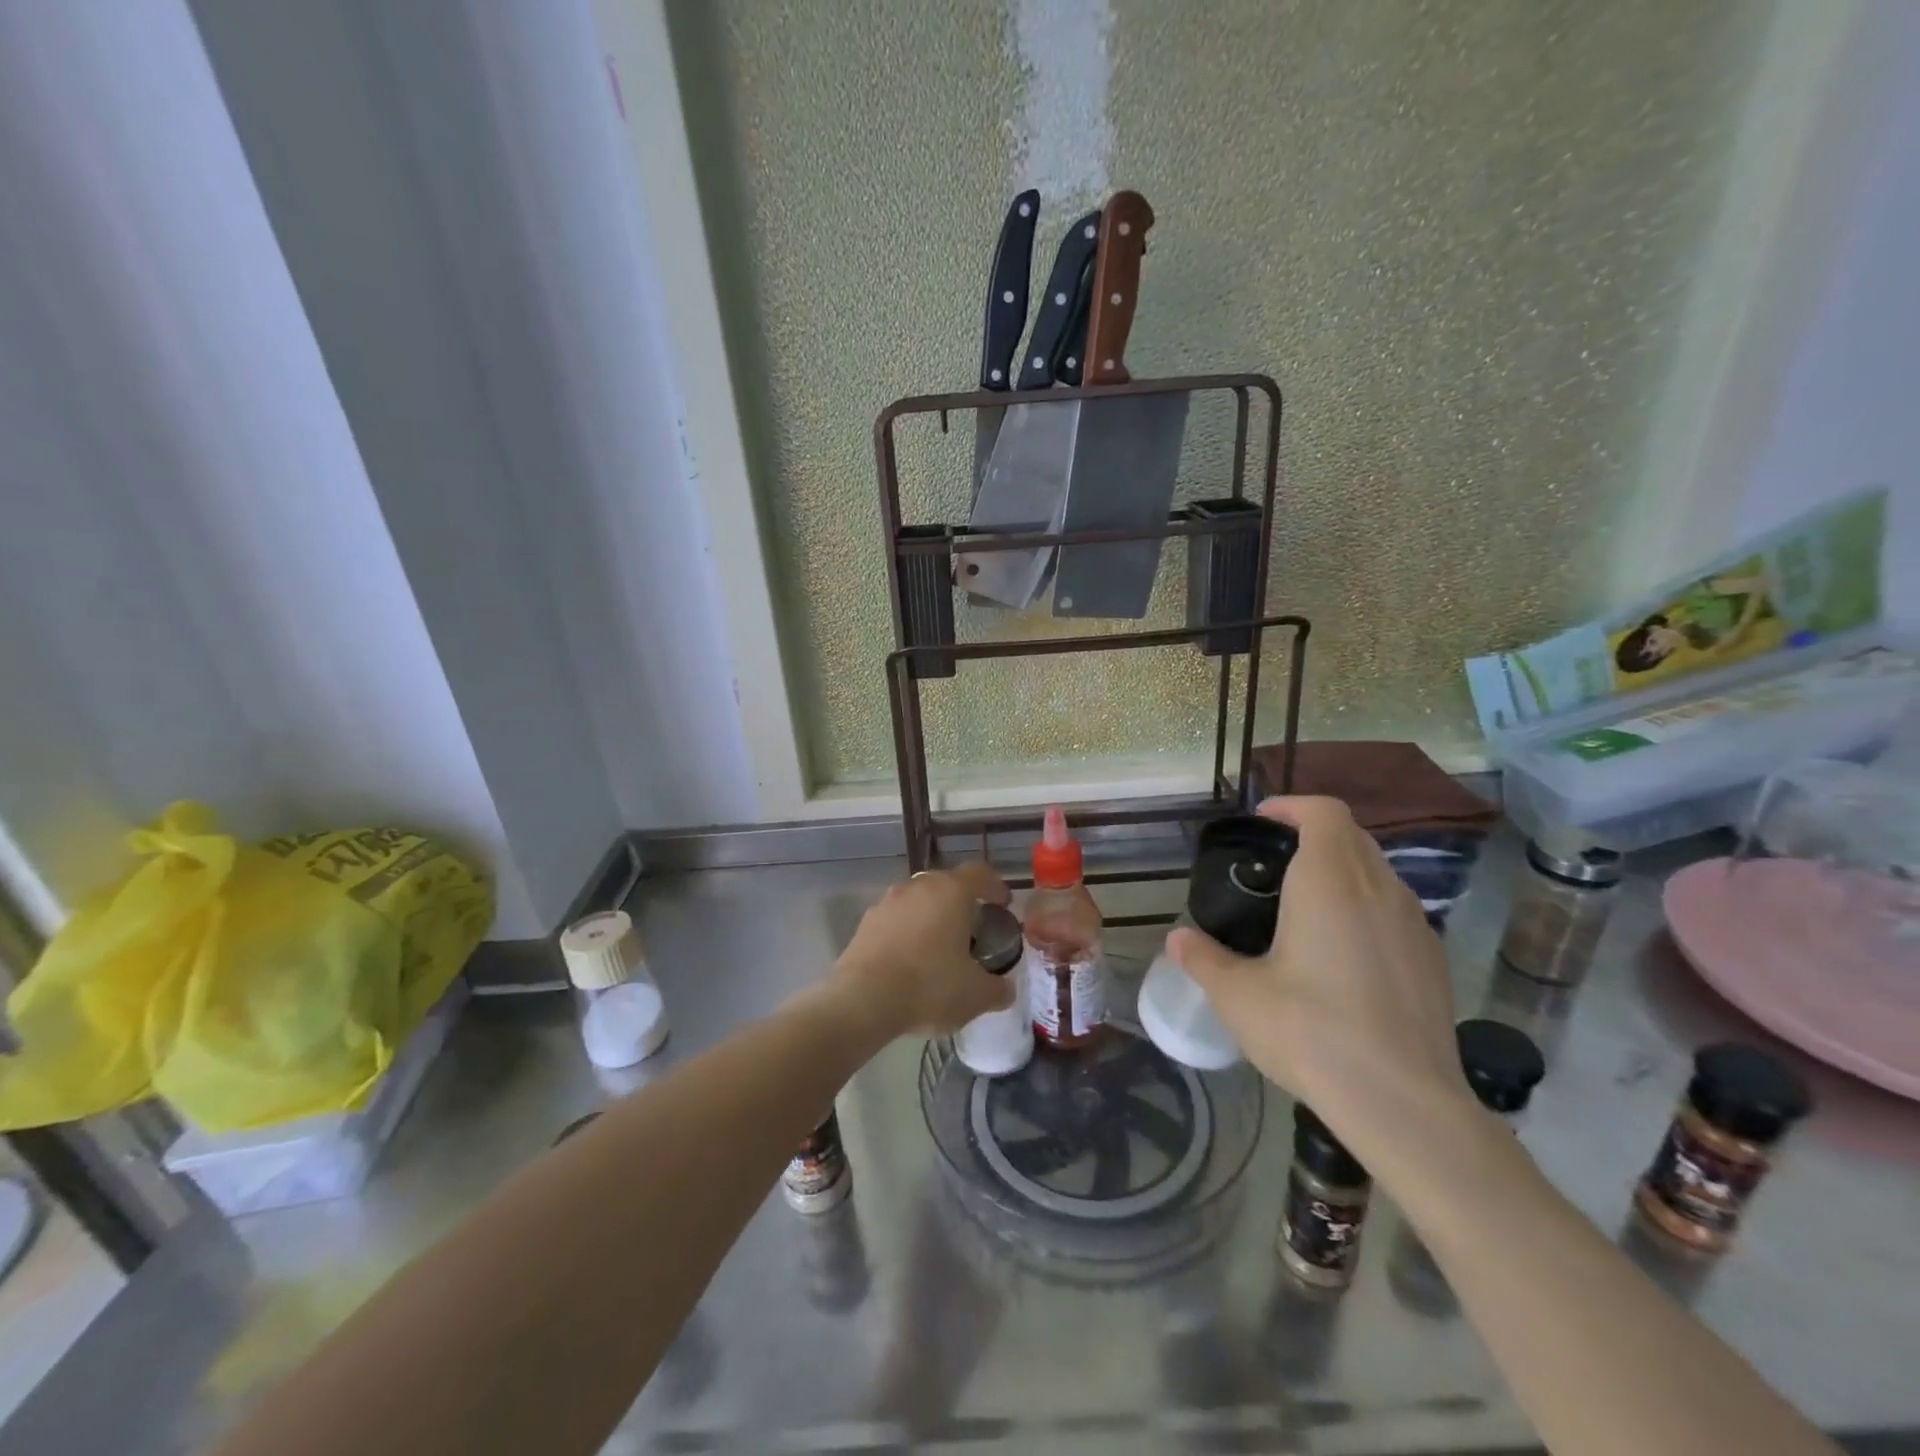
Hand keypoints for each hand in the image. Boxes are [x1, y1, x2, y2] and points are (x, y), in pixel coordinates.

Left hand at [829, 862, 1014, 1038]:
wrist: (862, 1000)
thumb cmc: (929, 987)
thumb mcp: (976, 995)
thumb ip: (997, 988)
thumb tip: (1005, 989)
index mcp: (951, 891)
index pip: (980, 873)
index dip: (995, 886)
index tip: (1003, 904)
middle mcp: (919, 886)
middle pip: (946, 884)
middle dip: (961, 902)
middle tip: (973, 928)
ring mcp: (888, 901)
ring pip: (918, 900)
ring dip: (931, 916)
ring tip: (939, 946)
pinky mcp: (865, 922)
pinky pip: (895, 919)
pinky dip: (906, 932)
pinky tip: (909, 960)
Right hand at [1168, 797, 1469, 1151]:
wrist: (1403, 1102)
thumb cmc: (1311, 1031)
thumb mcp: (1238, 995)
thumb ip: (1202, 958)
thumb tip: (1177, 939)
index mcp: (1330, 881)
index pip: (1324, 813)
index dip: (1293, 807)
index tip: (1263, 821)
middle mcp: (1379, 889)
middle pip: (1352, 836)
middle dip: (1314, 834)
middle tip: (1275, 862)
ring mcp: (1415, 924)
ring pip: (1378, 872)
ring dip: (1343, 870)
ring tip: (1306, 906)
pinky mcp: (1433, 959)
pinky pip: (1396, 910)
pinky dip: (1367, 907)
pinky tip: (1344, 953)